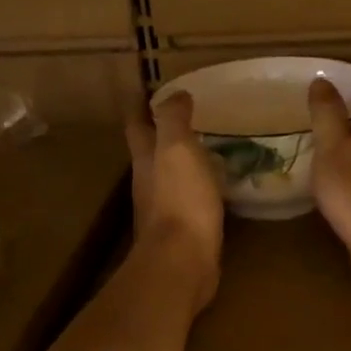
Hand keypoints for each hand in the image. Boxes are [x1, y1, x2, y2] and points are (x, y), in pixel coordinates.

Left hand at [127, 93, 223, 311]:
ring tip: (203, 146)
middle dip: (159, 131)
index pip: (137, 124)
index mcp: (145, 158)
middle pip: (148, 150)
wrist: (183, 262)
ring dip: (179, 159)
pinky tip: (213, 185)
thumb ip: (173, 120)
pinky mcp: (182, 230)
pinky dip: (196, 185)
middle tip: (184, 115)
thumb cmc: (180, 200)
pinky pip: (188, 198)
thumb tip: (174, 94)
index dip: (140, 105)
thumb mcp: (177, 149)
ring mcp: (163, 208)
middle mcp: (148, 181)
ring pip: (167, 174)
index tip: (149, 88)